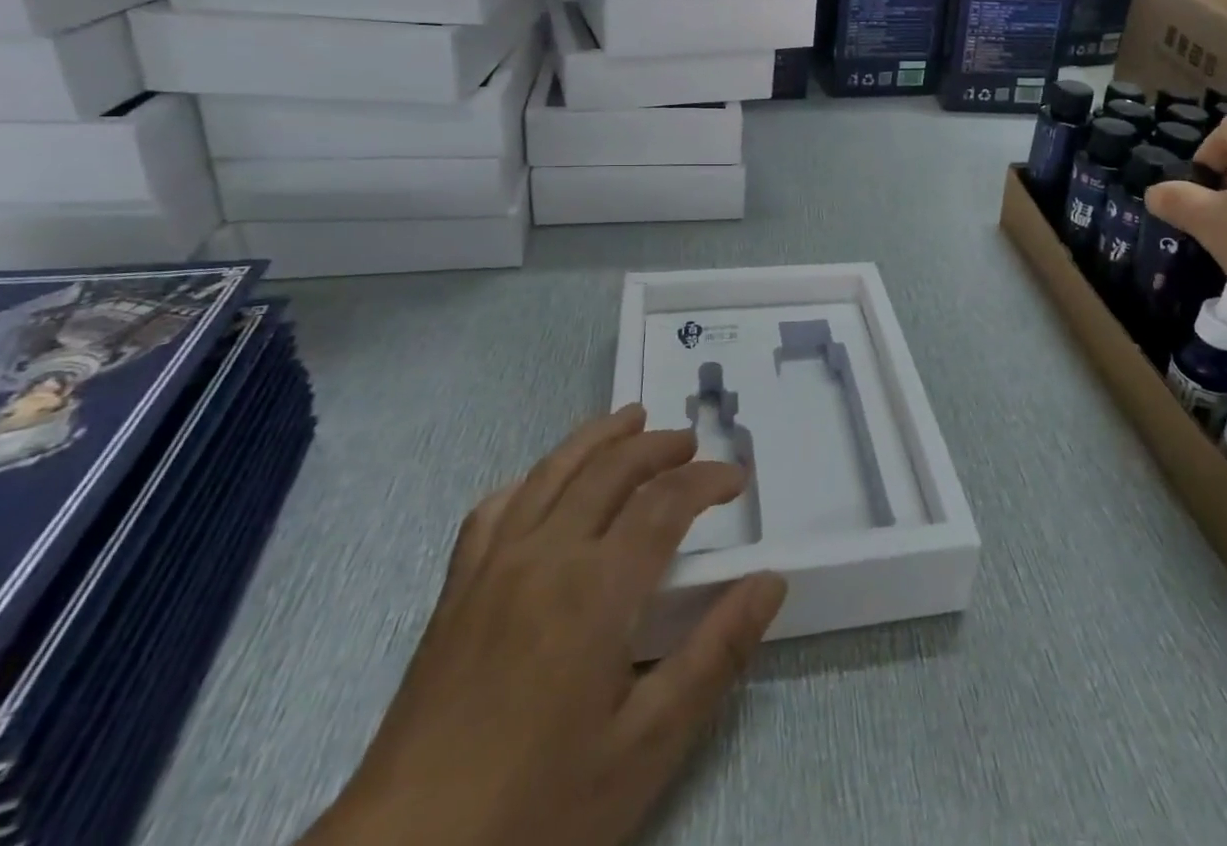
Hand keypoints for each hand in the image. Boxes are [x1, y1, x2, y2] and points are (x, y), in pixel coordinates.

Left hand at [303, 405, 786, 845]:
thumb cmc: (538, 809)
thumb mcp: (647, 746)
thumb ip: (716, 654)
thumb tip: (770, 582)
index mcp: (597, 589)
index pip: (665, 501)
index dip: (707, 479)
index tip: (737, 479)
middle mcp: (546, 555)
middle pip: (611, 468)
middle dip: (659, 446)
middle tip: (692, 443)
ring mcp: (494, 566)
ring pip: (554, 470)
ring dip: (599, 437)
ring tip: (631, 420)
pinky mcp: (456, 590)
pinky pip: (496, 508)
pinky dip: (533, 478)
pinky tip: (545, 482)